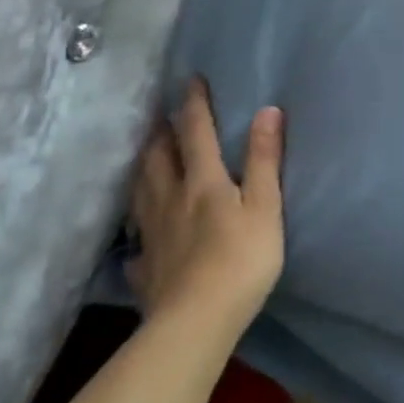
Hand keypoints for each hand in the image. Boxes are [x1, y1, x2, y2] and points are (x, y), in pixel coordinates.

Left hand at [128, 79, 284, 331]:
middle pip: (159, 158)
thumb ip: (265, 160)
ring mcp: (153, 235)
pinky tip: (140, 236)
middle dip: (161, 133)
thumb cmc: (242, 259)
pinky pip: (136, 241)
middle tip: (161, 116)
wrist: (196, 322)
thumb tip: (267, 110)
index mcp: (203, 182)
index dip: (194, 105)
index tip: (192, 80)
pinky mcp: (145, 268)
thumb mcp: (265, 206)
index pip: (196, 133)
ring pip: (141, 191)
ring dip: (143, 167)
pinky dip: (137, 229)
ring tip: (146, 156)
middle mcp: (171, 200)